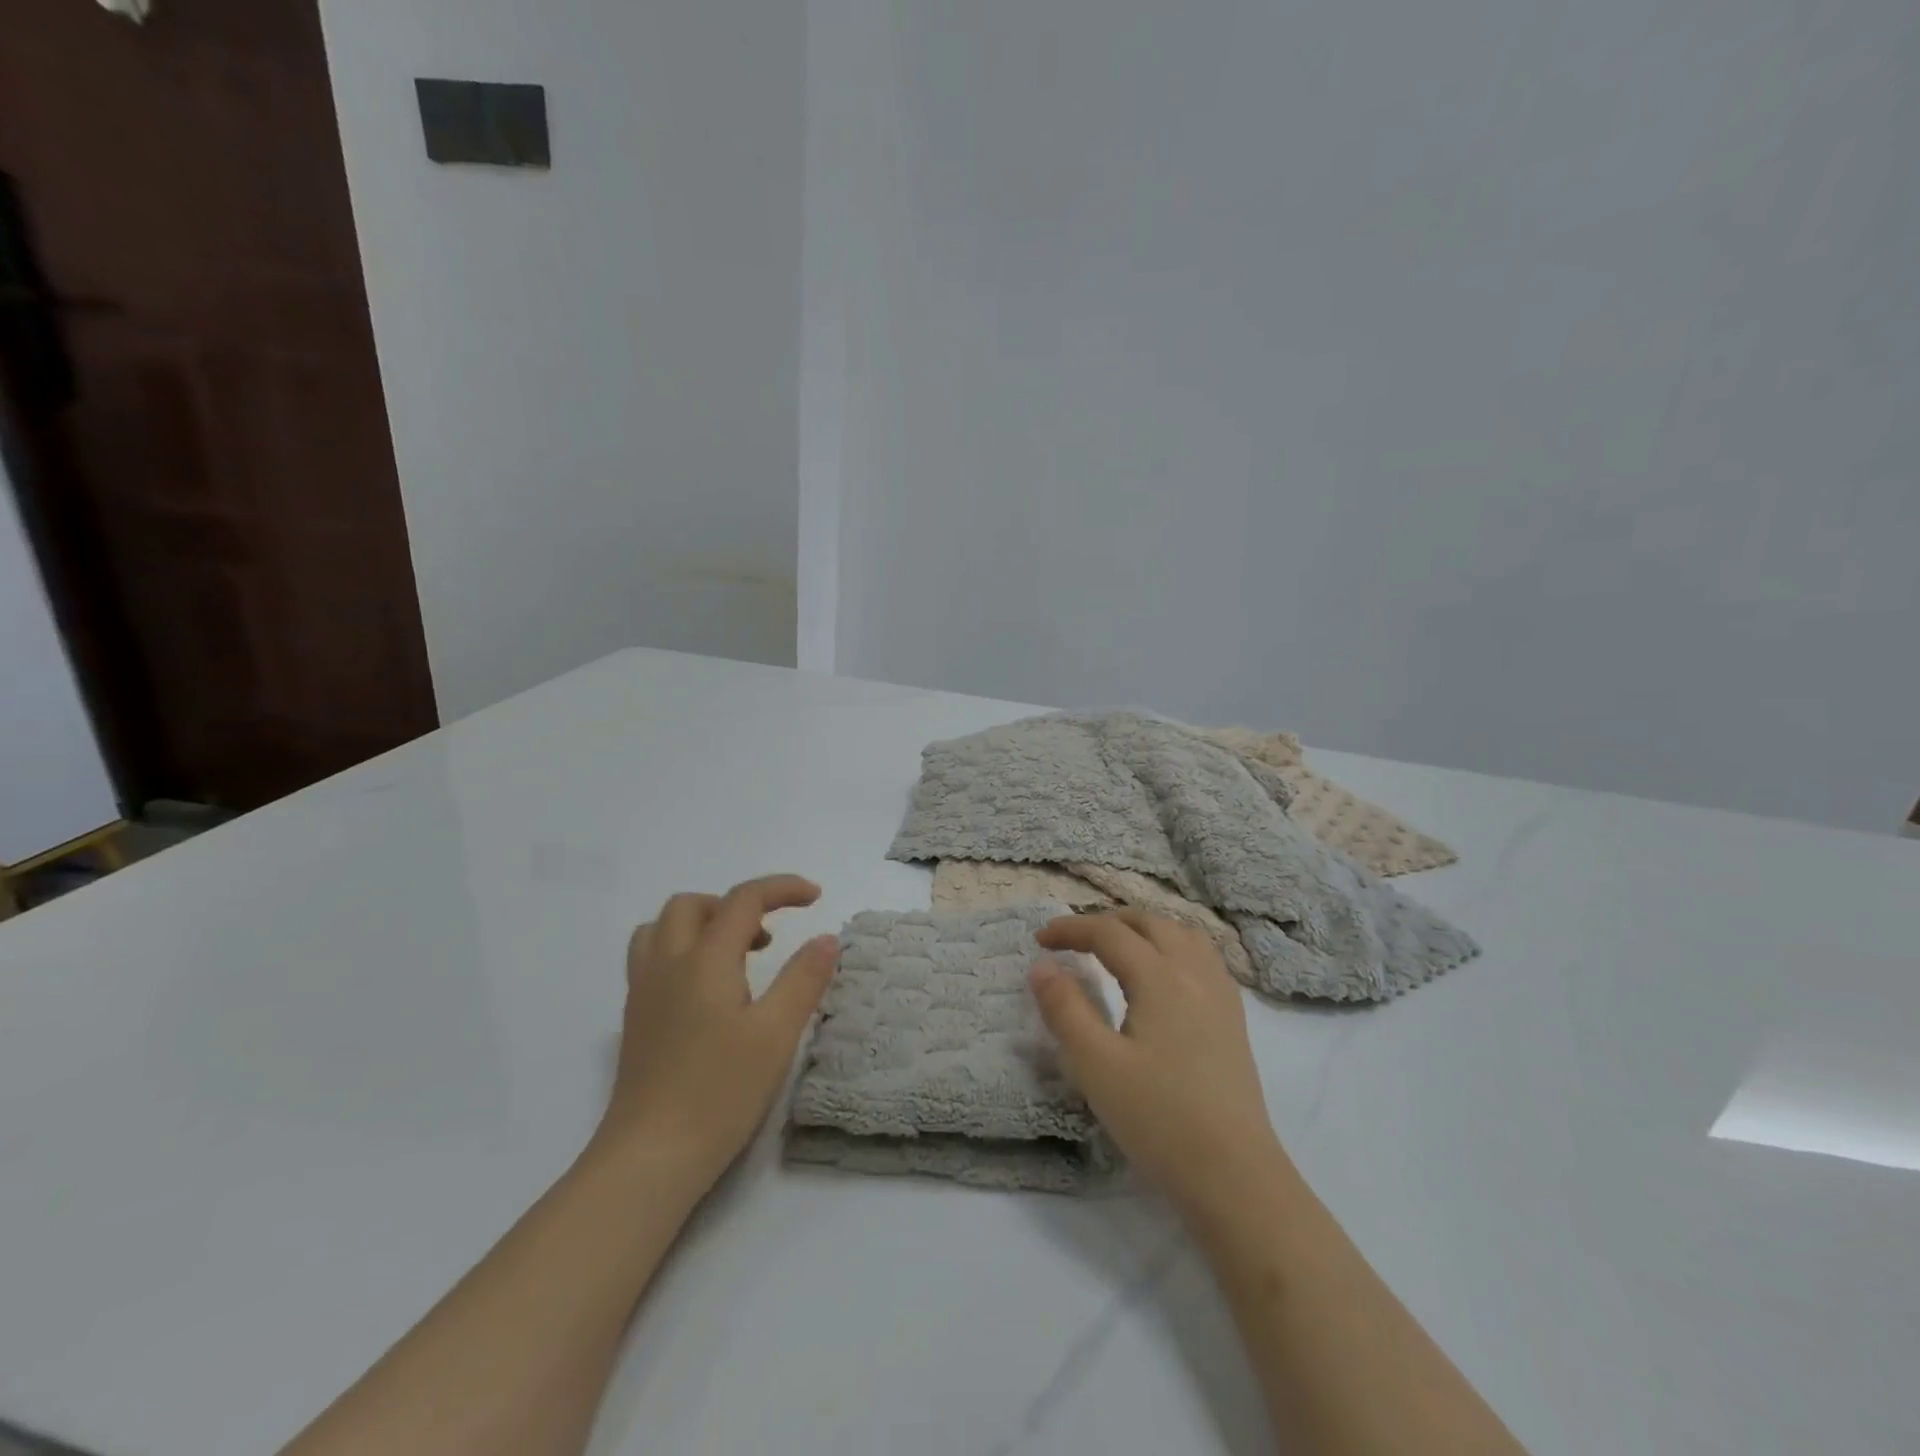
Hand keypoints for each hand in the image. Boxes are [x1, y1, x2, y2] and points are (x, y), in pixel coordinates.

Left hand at [597, 875, 838, 1192]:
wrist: (650, 1157)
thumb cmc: (719, 1092)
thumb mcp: (776, 1034)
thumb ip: (804, 979)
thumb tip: (826, 938)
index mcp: (704, 960)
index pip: (743, 900)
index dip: (781, 888)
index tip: (815, 896)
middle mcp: (667, 964)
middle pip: (693, 904)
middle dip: (736, 905)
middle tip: (768, 938)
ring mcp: (644, 992)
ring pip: (663, 927)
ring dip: (702, 924)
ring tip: (737, 956)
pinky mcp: (635, 1019)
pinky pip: (652, 957)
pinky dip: (683, 949)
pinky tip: (709, 991)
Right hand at [1030, 910, 1289, 1214]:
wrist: (1234, 1175)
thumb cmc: (1158, 1119)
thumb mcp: (1095, 1065)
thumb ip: (1065, 1009)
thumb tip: (1042, 966)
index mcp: (1160, 977)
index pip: (1109, 933)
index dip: (1071, 928)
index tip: (1039, 940)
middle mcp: (1194, 972)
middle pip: (1149, 922)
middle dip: (1106, 921)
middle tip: (1074, 941)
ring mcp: (1220, 994)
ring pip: (1181, 934)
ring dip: (1143, 929)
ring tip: (1117, 947)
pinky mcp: (1233, 1018)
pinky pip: (1203, 956)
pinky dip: (1173, 946)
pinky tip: (1163, 976)